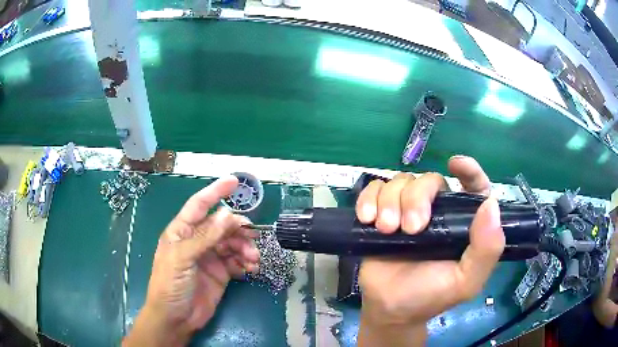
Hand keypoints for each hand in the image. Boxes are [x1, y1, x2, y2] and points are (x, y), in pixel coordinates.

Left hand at [124, 176, 259, 346]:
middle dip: (238, 229)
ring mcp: (210, 257)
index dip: (215, 191)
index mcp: (181, 232)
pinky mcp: (221, 273)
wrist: (176, 318)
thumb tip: (228, 215)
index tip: (235, 181)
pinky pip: (237, 261)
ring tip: (253, 259)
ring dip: (245, 247)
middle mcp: (196, 241)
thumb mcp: (183, 258)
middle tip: (253, 237)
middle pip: (221, 225)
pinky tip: (252, 269)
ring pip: (232, 243)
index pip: (199, 205)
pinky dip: (246, 262)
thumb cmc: (170, 284)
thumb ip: (205, 237)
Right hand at [355, 156, 504, 345]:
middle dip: (416, 199)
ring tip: (385, 229)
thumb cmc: (430, 296)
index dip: (469, 170)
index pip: (473, 187)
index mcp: (461, 223)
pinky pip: (375, 189)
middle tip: (409, 228)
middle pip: (429, 180)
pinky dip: (369, 198)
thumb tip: (490, 205)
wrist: (388, 309)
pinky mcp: (381, 213)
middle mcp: (437, 211)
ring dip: (390, 201)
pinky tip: (366, 218)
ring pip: (400, 182)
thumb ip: (486, 249)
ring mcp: (406, 210)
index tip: (456, 164)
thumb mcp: (465, 281)